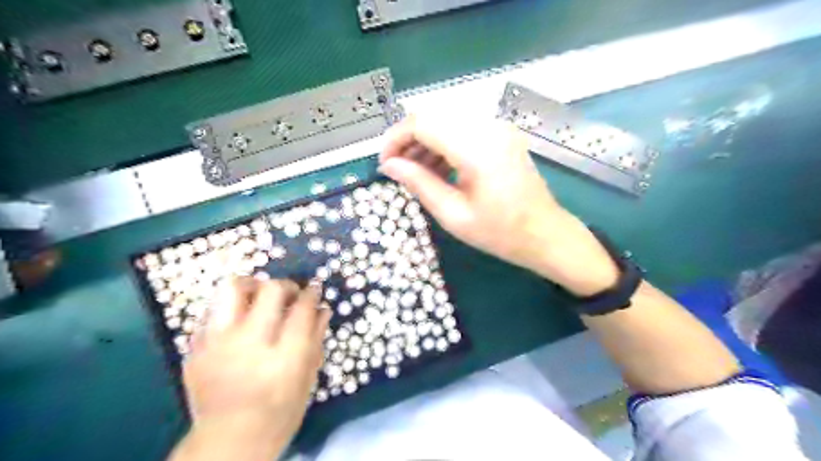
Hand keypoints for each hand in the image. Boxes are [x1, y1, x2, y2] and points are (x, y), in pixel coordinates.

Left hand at [170, 277, 331, 459]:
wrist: (226, 444)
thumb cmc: (279, 415)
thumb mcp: (307, 380)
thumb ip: (316, 339)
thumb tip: (323, 308)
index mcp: (284, 358)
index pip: (302, 309)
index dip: (311, 293)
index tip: (314, 289)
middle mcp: (250, 345)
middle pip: (271, 291)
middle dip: (286, 285)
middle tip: (290, 294)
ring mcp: (217, 345)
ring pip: (233, 288)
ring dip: (253, 286)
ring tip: (260, 295)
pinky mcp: (195, 349)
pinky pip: (212, 310)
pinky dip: (231, 308)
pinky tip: (239, 320)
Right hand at [382, 114, 618, 295]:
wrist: (545, 234)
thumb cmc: (500, 233)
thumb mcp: (453, 214)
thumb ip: (419, 183)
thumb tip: (388, 165)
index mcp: (477, 148)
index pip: (422, 123)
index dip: (396, 139)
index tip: (385, 163)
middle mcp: (488, 127)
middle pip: (433, 117)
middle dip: (408, 140)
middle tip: (397, 169)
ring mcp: (498, 128)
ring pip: (446, 121)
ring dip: (425, 142)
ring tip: (415, 172)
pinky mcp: (501, 135)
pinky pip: (462, 130)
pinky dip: (443, 144)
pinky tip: (437, 168)